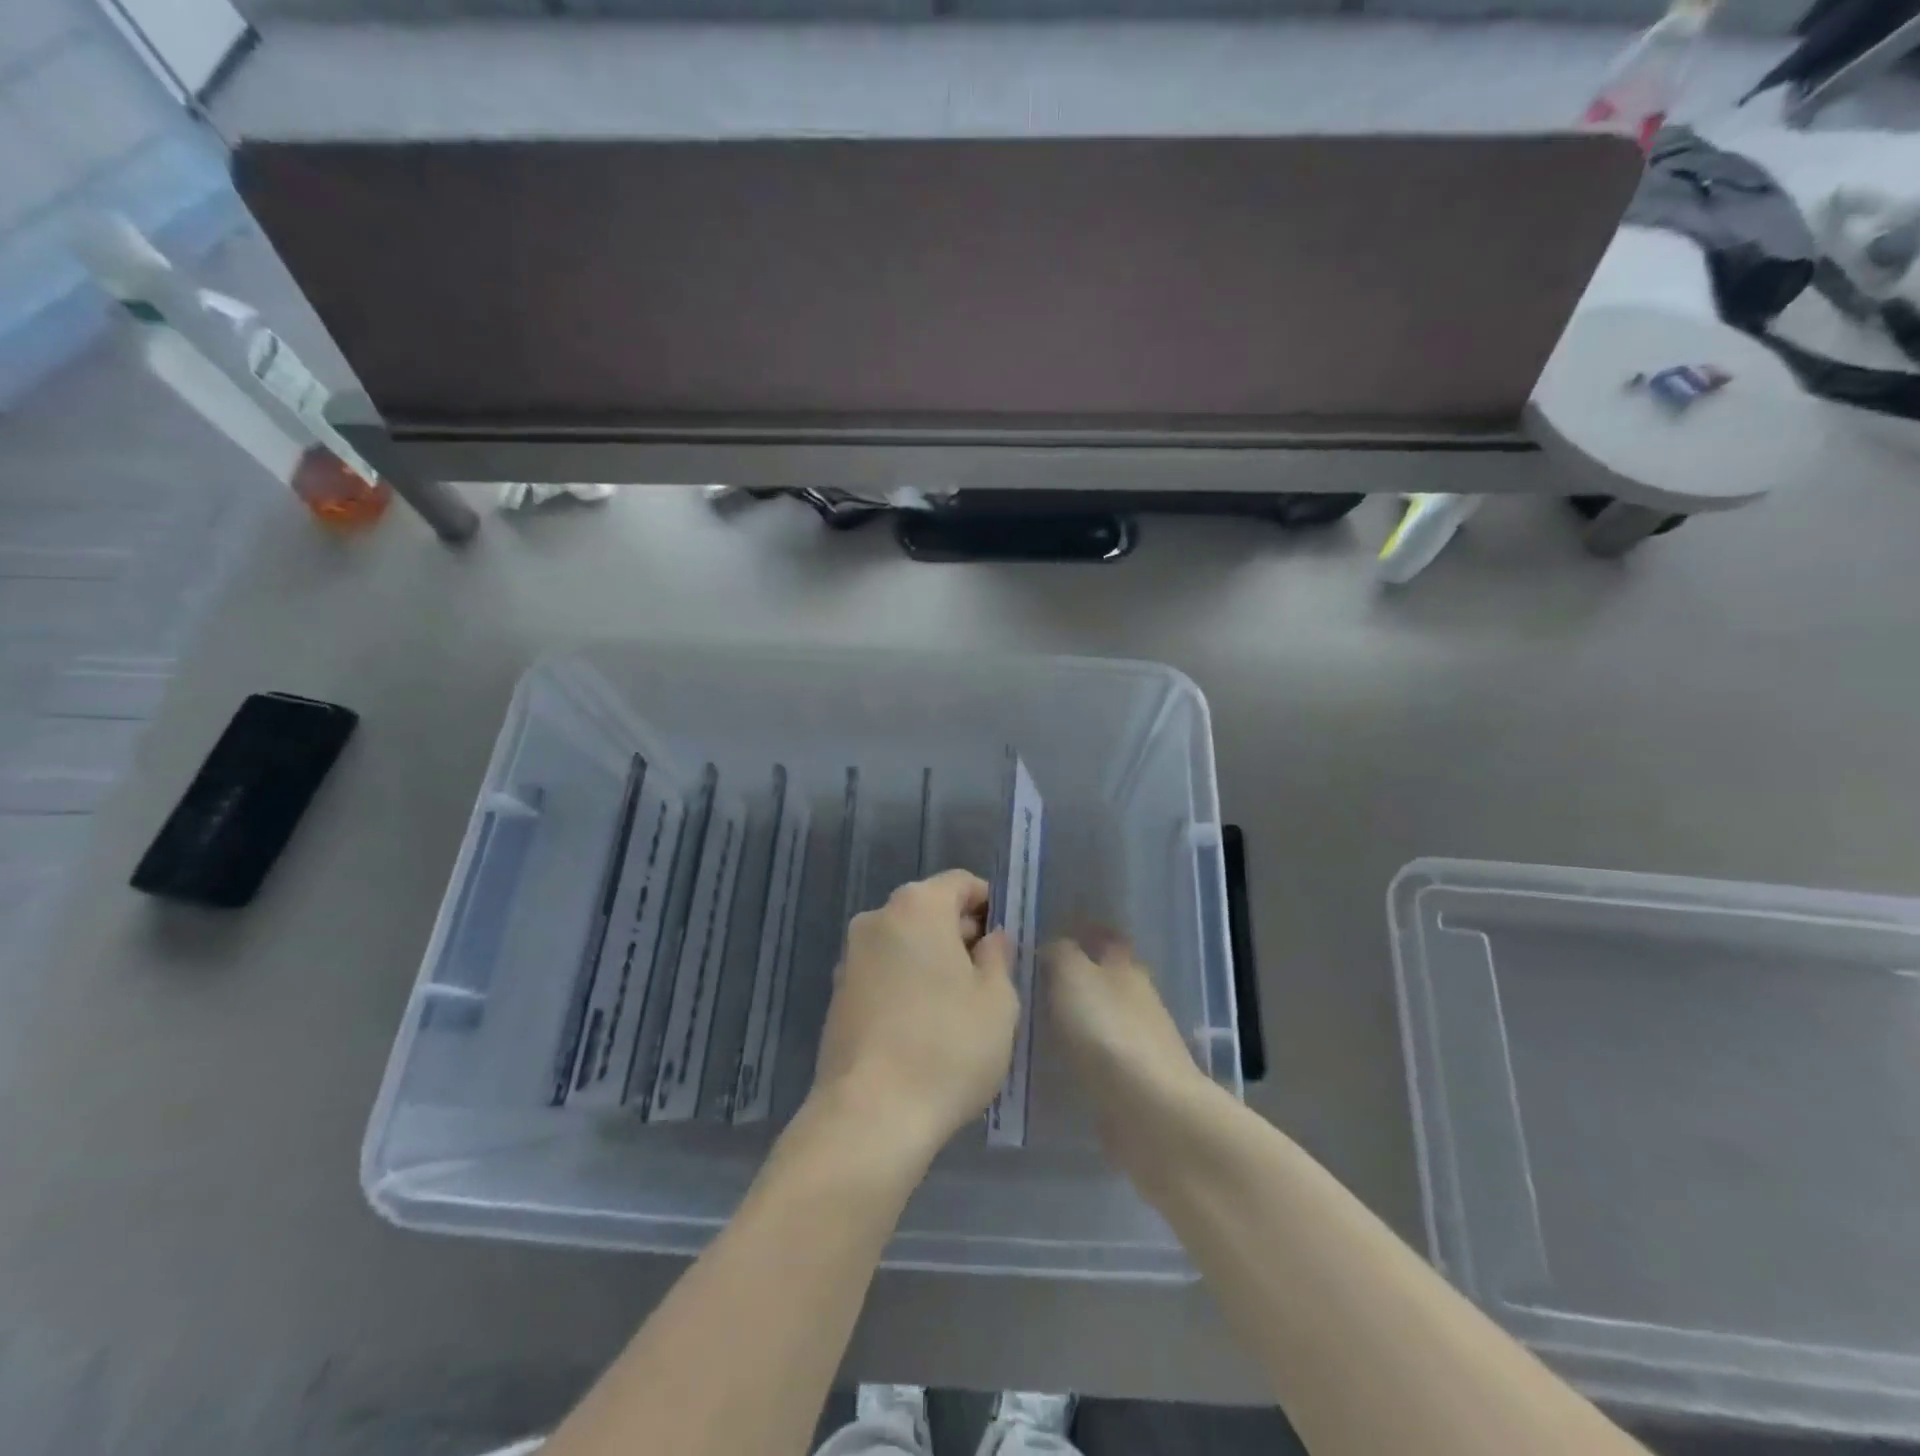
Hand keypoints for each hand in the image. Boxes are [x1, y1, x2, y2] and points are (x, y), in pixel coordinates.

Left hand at [811, 869, 1017, 1161]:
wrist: (869, 1115)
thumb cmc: (947, 1047)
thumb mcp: (997, 1001)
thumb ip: (998, 957)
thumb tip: (991, 938)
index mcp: (917, 906)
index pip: (961, 883)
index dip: (989, 904)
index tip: (1006, 941)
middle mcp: (877, 918)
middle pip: (929, 909)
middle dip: (960, 932)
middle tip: (990, 976)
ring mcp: (851, 956)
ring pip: (904, 941)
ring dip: (932, 959)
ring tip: (958, 1006)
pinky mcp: (837, 994)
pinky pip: (883, 971)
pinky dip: (906, 982)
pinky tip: (924, 1025)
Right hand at [1047, 933, 1213, 1183]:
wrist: (1149, 1111)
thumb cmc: (1108, 1030)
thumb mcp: (1072, 975)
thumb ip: (1059, 953)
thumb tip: (1053, 946)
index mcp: (1125, 966)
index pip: (1107, 938)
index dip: (1084, 932)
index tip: (1053, 933)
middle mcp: (1136, 998)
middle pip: (1105, 978)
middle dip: (1076, 977)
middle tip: (1032, 979)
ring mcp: (1138, 1043)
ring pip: (1101, 1018)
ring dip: (1075, 1018)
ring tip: (1033, 1021)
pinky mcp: (1133, 1083)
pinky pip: (1098, 1057)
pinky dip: (1079, 1055)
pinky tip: (1052, 1061)